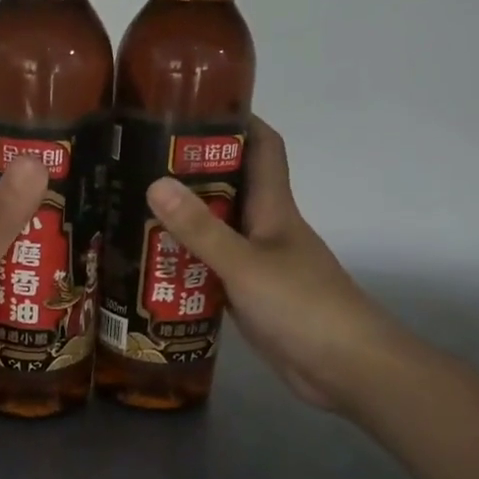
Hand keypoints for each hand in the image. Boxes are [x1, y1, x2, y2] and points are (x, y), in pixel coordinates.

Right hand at [146, 117, 411, 414]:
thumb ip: (200, 229)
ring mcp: (260, 266)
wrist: (346, 368)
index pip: (263, 148)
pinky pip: (214, 272)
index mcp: (275, 208)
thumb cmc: (302, 306)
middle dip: (190, 176)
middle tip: (138, 170)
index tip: (190, 110)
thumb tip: (155, 183)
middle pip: (230, 189)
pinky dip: (189, 268)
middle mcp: (268, 230)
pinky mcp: (252, 299)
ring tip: (133, 216)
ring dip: (184, 225)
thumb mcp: (245, 264)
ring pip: (219, 233)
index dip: (235, 123)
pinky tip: (155, 271)